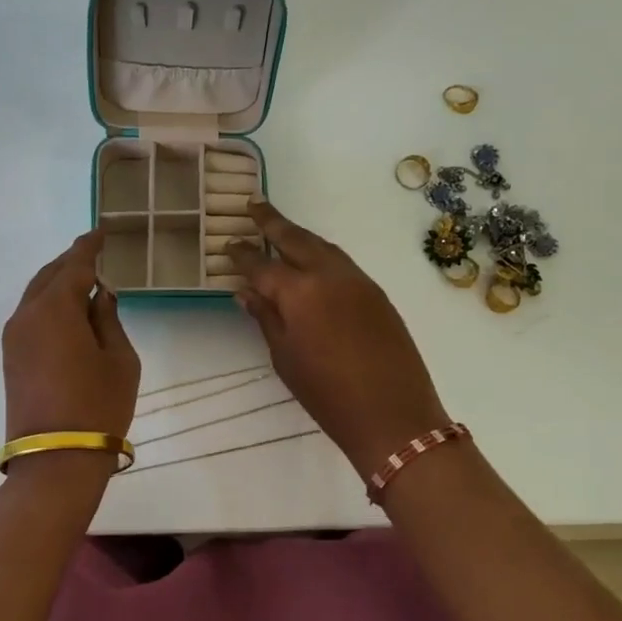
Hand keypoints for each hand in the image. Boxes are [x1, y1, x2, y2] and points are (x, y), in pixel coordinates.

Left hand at [2, 230, 140, 446]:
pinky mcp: (11, 357)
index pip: (74, 264)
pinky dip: (49, 305)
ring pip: (36, 296)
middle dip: (71, 263)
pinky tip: (69, 312)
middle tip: (95, 254)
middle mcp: (27, 315)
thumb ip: (108, 318)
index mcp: (55, 308)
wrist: (56, 460)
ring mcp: (14, 337)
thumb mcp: (119, 358)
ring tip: (85, 282)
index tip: (101, 231)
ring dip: (58, 284)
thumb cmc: (98, 405)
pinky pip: (31, 316)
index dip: (89, 246)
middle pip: (49, 276)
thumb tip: (99, 294)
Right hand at [227, 202, 451, 475]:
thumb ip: (266, 319)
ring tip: (282, 230)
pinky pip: (343, 262)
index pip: (261, 265)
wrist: (393, 415)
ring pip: (323, 246)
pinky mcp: (377, 293)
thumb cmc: (327, 394)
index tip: (228, 243)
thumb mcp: (285, 358)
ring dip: (300, 235)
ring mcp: (358, 280)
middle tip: (254, 205)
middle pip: (296, 239)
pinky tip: (314, 262)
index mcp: (299, 292)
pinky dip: (323, 254)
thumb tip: (246, 292)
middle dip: (273, 221)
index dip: (242, 254)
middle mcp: (328, 275)